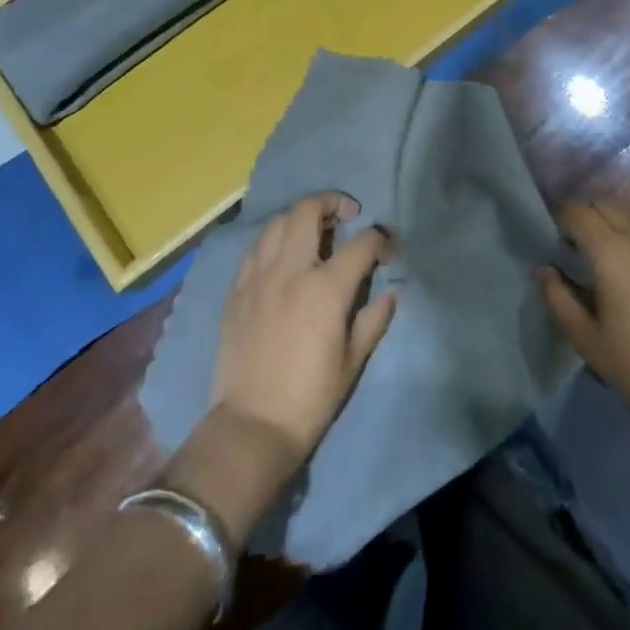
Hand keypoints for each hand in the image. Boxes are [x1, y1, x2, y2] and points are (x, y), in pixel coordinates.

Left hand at [211, 192, 397, 470]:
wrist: (251, 427)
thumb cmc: (310, 398)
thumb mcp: (353, 361)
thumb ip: (374, 318)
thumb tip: (392, 291)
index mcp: (325, 287)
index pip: (362, 243)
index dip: (382, 240)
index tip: (388, 250)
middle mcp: (290, 270)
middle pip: (308, 210)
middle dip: (333, 202)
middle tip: (348, 215)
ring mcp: (258, 277)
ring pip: (277, 222)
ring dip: (300, 218)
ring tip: (314, 232)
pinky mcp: (236, 290)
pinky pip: (255, 249)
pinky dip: (274, 241)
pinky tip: (282, 257)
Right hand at [538, 203, 629, 454]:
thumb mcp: (587, 339)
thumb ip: (559, 299)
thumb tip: (545, 270)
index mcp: (611, 251)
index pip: (577, 212)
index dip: (558, 218)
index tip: (546, 238)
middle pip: (604, 207)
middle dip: (583, 218)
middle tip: (568, 249)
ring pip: (627, 221)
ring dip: (607, 230)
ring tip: (595, 265)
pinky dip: (629, 245)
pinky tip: (626, 280)